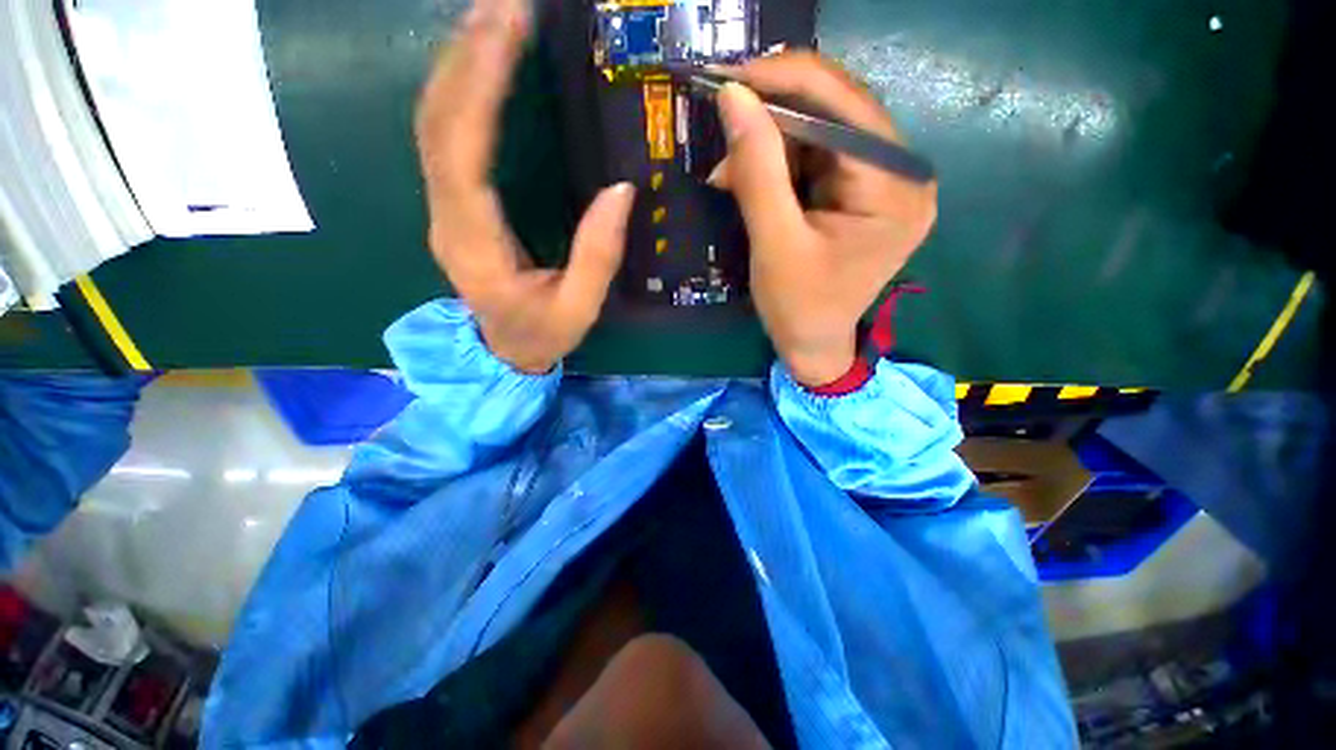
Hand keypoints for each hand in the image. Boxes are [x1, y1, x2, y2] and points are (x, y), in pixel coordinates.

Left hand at [415, 0, 634, 373]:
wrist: (502, 353)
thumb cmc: (540, 336)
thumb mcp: (579, 309)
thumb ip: (597, 256)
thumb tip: (621, 191)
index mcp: (474, 242)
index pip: (461, 150)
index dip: (478, 83)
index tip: (507, 28)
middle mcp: (446, 215)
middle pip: (437, 121)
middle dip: (466, 54)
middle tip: (506, 4)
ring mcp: (444, 207)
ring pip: (434, 122)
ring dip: (459, 63)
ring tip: (494, 17)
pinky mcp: (454, 204)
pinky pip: (446, 138)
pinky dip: (460, 91)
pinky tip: (482, 64)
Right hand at [709, 52, 936, 387]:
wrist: (814, 347)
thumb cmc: (797, 308)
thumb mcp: (774, 243)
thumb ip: (757, 169)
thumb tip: (733, 95)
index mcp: (895, 189)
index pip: (843, 107)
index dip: (785, 82)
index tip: (730, 78)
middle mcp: (904, 175)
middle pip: (838, 113)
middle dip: (774, 119)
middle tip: (725, 132)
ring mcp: (888, 183)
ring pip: (824, 133)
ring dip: (772, 146)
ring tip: (729, 174)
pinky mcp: (866, 194)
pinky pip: (821, 159)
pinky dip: (782, 165)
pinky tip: (751, 183)